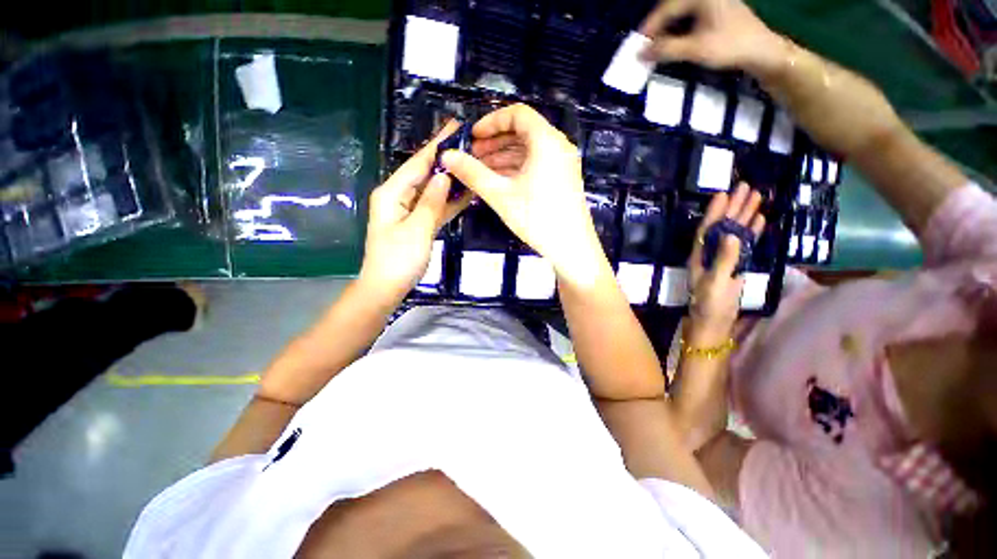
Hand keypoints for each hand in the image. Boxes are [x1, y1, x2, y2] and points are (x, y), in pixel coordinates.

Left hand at [360, 122, 472, 301]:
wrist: (387, 287)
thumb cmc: (398, 259)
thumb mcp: (417, 229)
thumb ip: (431, 201)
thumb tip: (444, 174)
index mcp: (392, 193)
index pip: (417, 163)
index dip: (436, 145)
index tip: (454, 127)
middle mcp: (399, 197)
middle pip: (424, 174)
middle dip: (445, 160)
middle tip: (469, 145)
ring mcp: (409, 211)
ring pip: (432, 190)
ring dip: (450, 180)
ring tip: (472, 165)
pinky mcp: (418, 223)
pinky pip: (435, 207)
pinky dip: (449, 201)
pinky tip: (466, 193)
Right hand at [441, 104, 609, 285]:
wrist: (571, 247)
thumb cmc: (537, 218)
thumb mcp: (501, 195)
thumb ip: (473, 173)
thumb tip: (447, 156)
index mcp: (546, 141)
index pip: (517, 114)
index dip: (491, 122)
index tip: (472, 136)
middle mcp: (557, 146)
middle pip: (522, 132)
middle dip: (494, 142)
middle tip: (472, 156)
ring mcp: (562, 164)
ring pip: (528, 151)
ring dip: (503, 157)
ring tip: (480, 171)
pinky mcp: (561, 180)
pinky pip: (536, 165)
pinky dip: (516, 169)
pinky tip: (498, 181)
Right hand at [639, 0, 784, 74]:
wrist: (762, 51)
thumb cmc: (730, 47)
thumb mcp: (695, 50)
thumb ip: (665, 50)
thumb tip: (639, 54)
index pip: (667, 9)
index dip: (649, 28)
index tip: (636, 45)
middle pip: (673, 7)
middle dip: (657, 27)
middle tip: (645, 45)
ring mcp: (713, 0)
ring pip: (681, 11)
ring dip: (667, 28)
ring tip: (657, 45)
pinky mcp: (718, 9)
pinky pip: (690, 14)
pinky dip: (679, 27)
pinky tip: (674, 40)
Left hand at [686, 183, 764, 344]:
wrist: (714, 324)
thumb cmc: (710, 305)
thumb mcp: (715, 282)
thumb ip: (724, 260)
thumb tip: (733, 235)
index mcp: (699, 256)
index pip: (707, 228)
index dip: (715, 211)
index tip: (724, 193)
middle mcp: (709, 254)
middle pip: (722, 226)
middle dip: (733, 207)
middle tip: (747, 187)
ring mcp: (723, 259)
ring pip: (734, 232)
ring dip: (744, 216)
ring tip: (757, 197)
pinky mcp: (735, 266)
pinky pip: (744, 245)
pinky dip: (751, 232)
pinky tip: (759, 220)